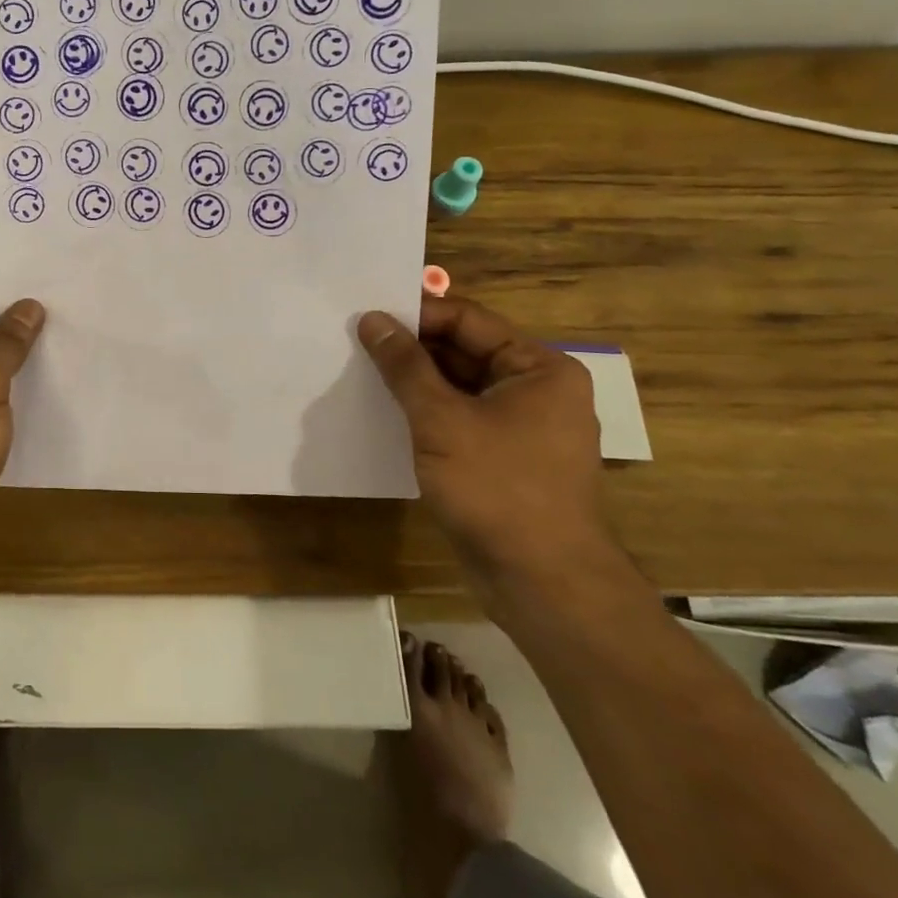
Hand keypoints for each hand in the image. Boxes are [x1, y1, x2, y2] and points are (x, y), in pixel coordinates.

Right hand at [357, 295, 615, 602]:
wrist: (541, 582)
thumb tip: (373, 320)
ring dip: (415, 381)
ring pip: (459, 387)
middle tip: (356, 342)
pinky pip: (460, 419)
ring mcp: (522, 427)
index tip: (367, 316)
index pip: (469, 321)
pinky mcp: (504, 458)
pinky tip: (385, 412)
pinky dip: (426, 413)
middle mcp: (536, 390)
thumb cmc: (498, 487)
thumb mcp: (441, 419)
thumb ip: (405, 366)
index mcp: (539, 369)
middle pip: (465, 351)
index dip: (417, 315)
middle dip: (412, 348)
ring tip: (361, 371)